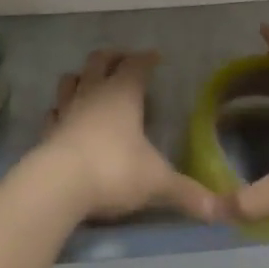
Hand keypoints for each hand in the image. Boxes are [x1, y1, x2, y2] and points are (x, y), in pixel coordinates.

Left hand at [37, 49, 221, 222]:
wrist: (59, 185)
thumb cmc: (114, 170)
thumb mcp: (157, 183)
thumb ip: (187, 193)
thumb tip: (219, 210)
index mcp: (123, 94)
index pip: (136, 65)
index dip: (146, 59)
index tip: (155, 57)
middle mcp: (94, 93)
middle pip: (99, 61)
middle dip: (112, 57)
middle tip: (123, 60)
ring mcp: (67, 110)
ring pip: (71, 80)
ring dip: (82, 77)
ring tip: (91, 82)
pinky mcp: (48, 132)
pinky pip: (54, 112)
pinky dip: (61, 110)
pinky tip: (65, 117)